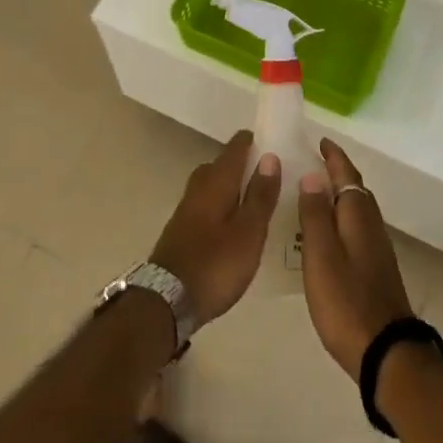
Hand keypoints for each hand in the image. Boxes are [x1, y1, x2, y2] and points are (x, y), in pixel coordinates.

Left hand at [149, 130, 281, 328]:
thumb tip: (270, 156)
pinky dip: (223, 205)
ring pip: (213, 185)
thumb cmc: (216, 264)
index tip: (274, 141)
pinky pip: (207, 204)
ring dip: (232, 186)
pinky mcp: (182, 229)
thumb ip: (260, 195)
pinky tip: (235, 224)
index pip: (235, 148)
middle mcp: (199, 187)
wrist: (167, 300)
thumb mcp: (249, 232)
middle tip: (271, 173)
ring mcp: (187, 209)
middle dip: (244, 164)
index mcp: (216, 181)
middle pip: (222, 164)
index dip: (254, 141)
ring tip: (257, 198)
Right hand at [298, 138, 413, 379]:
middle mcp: (371, 226)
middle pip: (354, 190)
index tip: (319, 141)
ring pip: (356, 211)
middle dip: (336, 173)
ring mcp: (376, 249)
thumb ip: (315, 215)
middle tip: (310, 164)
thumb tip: (312, 176)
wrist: (386, 353)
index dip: (334, 157)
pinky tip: (326, 234)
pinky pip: (355, 229)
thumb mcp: (321, 256)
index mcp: (357, 216)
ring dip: (338, 197)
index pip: (347, 175)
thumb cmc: (346, 301)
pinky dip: (340, 219)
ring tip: (313, 194)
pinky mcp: (376, 270)